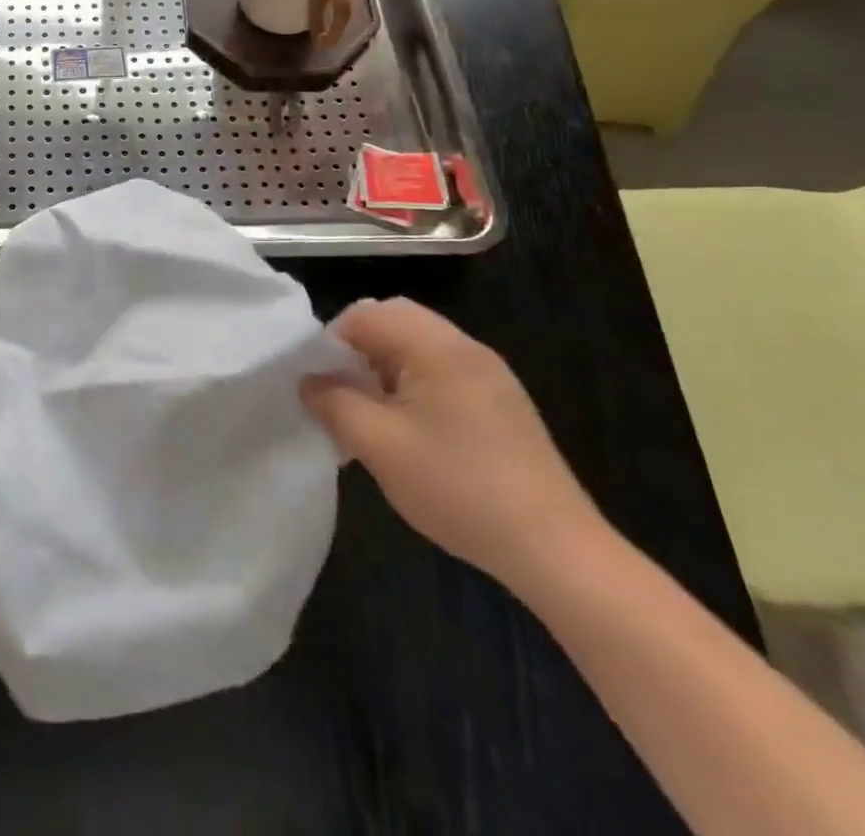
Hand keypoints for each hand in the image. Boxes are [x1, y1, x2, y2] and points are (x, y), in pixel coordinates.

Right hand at [302, 298, 605, 593]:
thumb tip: (308, 381)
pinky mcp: (502, 404)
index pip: (367, 314)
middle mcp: (466, 348)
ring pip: (418, 348)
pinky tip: (411, 433)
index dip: (333, 341)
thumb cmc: (458, 487)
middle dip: (358, 350)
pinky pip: (442, 372)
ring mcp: (490, 376)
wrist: (556, 550)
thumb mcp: (379, 445)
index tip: (321, 384)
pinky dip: (413, 386)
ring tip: (371, 416)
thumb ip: (334, 403)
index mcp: (437, 347)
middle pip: (395, 321)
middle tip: (342, 394)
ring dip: (384, 369)